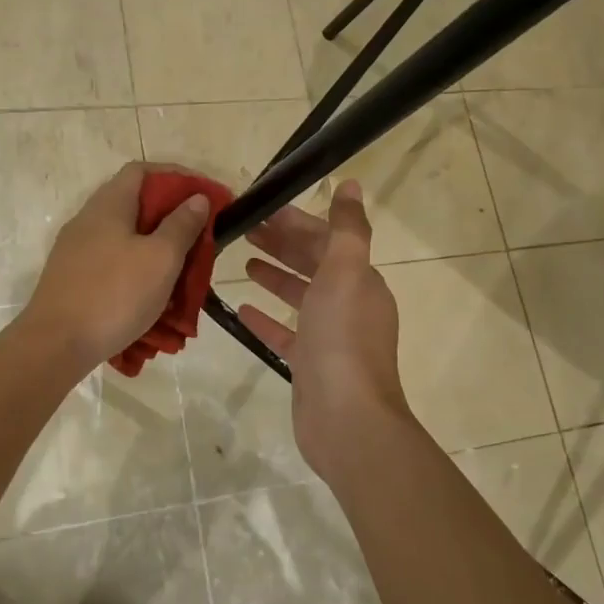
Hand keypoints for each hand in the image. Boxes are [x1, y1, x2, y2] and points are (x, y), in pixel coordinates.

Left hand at [23, 163, 211, 373]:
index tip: (205, 195)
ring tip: (184, 270)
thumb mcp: (161, 258)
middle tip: (201, 237)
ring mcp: (77, 250)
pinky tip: (154, 294)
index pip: (143, 171)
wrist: (56, 345)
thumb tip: (196, 198)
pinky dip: (139, 270)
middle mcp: (89, 220)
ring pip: (126, 237)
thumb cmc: (115, 294)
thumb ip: (181, 225)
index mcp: (109, 205)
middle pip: (135, 204)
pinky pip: (114, 263)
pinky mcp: (74, 278)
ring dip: (157, 248)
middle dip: (172, 218)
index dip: (177, 176)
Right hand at [239, 182, 414, 479]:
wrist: (346, 419)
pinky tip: (242, 308)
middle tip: (245, 229)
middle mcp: (350, 304)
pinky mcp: (311, 365)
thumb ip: (347, 228)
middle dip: (282, 244)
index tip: (264, 209)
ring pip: (301, 296)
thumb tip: (353, 185)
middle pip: (313, 264)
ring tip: (243, 261)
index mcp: (362, 280)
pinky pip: (287, 333)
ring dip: (276, 276)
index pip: (328, 240)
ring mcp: (331, 337)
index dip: (297, 222)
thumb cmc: (342, 338)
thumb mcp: (346, 272)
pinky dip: (268, 318)